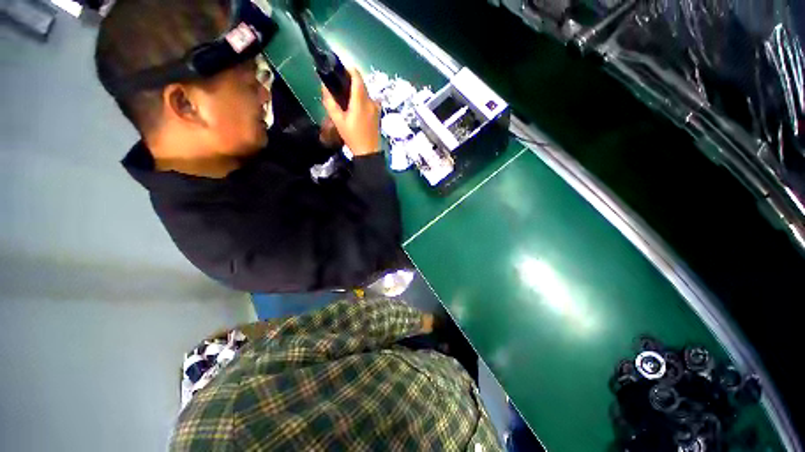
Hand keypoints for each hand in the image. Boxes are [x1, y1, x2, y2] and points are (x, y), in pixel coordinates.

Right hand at [321, 67, 379, 155]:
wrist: (369, 152)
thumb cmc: (353, 137)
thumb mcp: (338, 121)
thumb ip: (330, 103)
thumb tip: (324, 88)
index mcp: (361, 101)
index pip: (357, 77)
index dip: (350, 69)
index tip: (341, 67)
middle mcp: (371, 101)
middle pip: (362, 84)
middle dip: (351, 81)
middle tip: (340, 83)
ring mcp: (376, 108)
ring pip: (366, 93)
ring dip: (357, 91)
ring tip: (346, 96)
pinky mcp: (378, 114)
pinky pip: (369, 101)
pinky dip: (362, 99)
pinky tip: (355, 107)